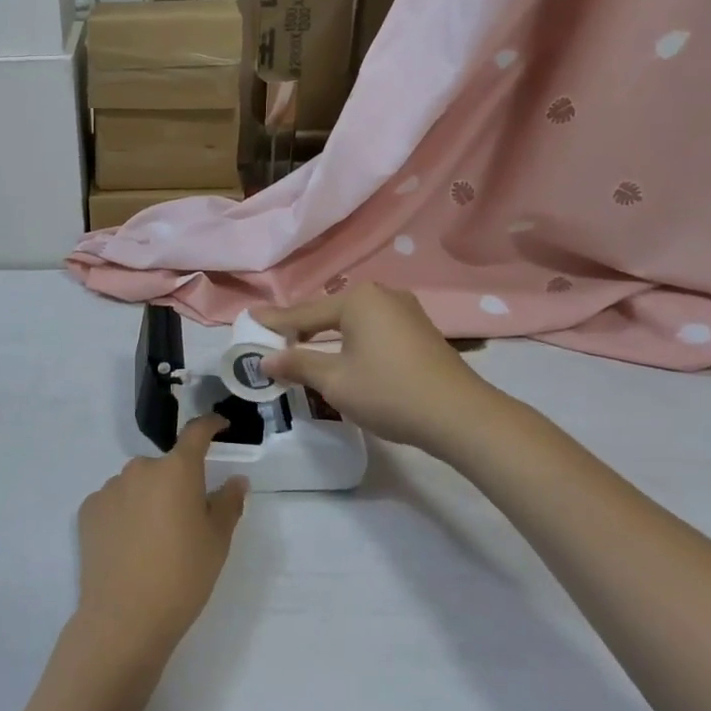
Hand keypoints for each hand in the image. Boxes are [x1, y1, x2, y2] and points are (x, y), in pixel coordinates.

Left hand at [74, 416, 245, 664]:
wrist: (124, 619)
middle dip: (176, 484)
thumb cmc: (182, 577)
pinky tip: (128, 546)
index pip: (196, 432)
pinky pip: (114, 502)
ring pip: (137, 484)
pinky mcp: (88, 509)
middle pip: (165, 467)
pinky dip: (123, 514)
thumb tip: (236, 480)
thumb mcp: (217, 542)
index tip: (219, 426)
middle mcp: (140, 468)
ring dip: (148, 498)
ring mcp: (110, 487)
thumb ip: (228, 503)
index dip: (210, 425)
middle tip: (185, 520)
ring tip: (153, 540)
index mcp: (177, 470)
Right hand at [257, 284, 499, 452]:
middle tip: (273, 339)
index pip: (304, 313)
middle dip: (301, 328)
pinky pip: (373, 330)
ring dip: (327, 336)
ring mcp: (405, 311)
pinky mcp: (420, 331)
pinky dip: (352, 341)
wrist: (461, 416)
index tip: (249, 321)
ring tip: (302, 347)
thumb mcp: (335, 381)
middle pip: (328, 313)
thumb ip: (298, 364)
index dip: (275, 323)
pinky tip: (342, 355)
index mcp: (358, 299)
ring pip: (353, 322)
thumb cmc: (389, 392)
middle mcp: (382, 295)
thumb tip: (266, 359)